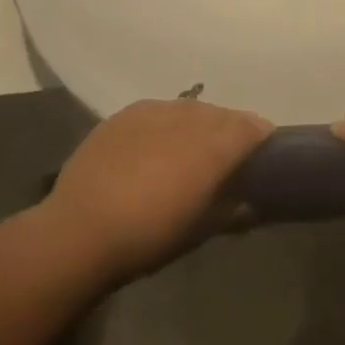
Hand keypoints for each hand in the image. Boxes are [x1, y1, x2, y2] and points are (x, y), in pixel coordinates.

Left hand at [44, 99, 272, 278]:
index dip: (261, 135)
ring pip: (189, 107)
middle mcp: (188, 120)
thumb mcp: (199, 231)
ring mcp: (153, 112)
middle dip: (231, 128)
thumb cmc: (149, 237)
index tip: (264, 148)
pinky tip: (158, 139)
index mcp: (213, 148)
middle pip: (222, 114)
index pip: (251, 127)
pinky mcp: (123, 115)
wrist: (80, 231)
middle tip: (229, 151)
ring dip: (199, 121)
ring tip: (193, 143)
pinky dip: (167, 120)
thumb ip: (231, 211)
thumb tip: (250, 205)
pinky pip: (158, 109)